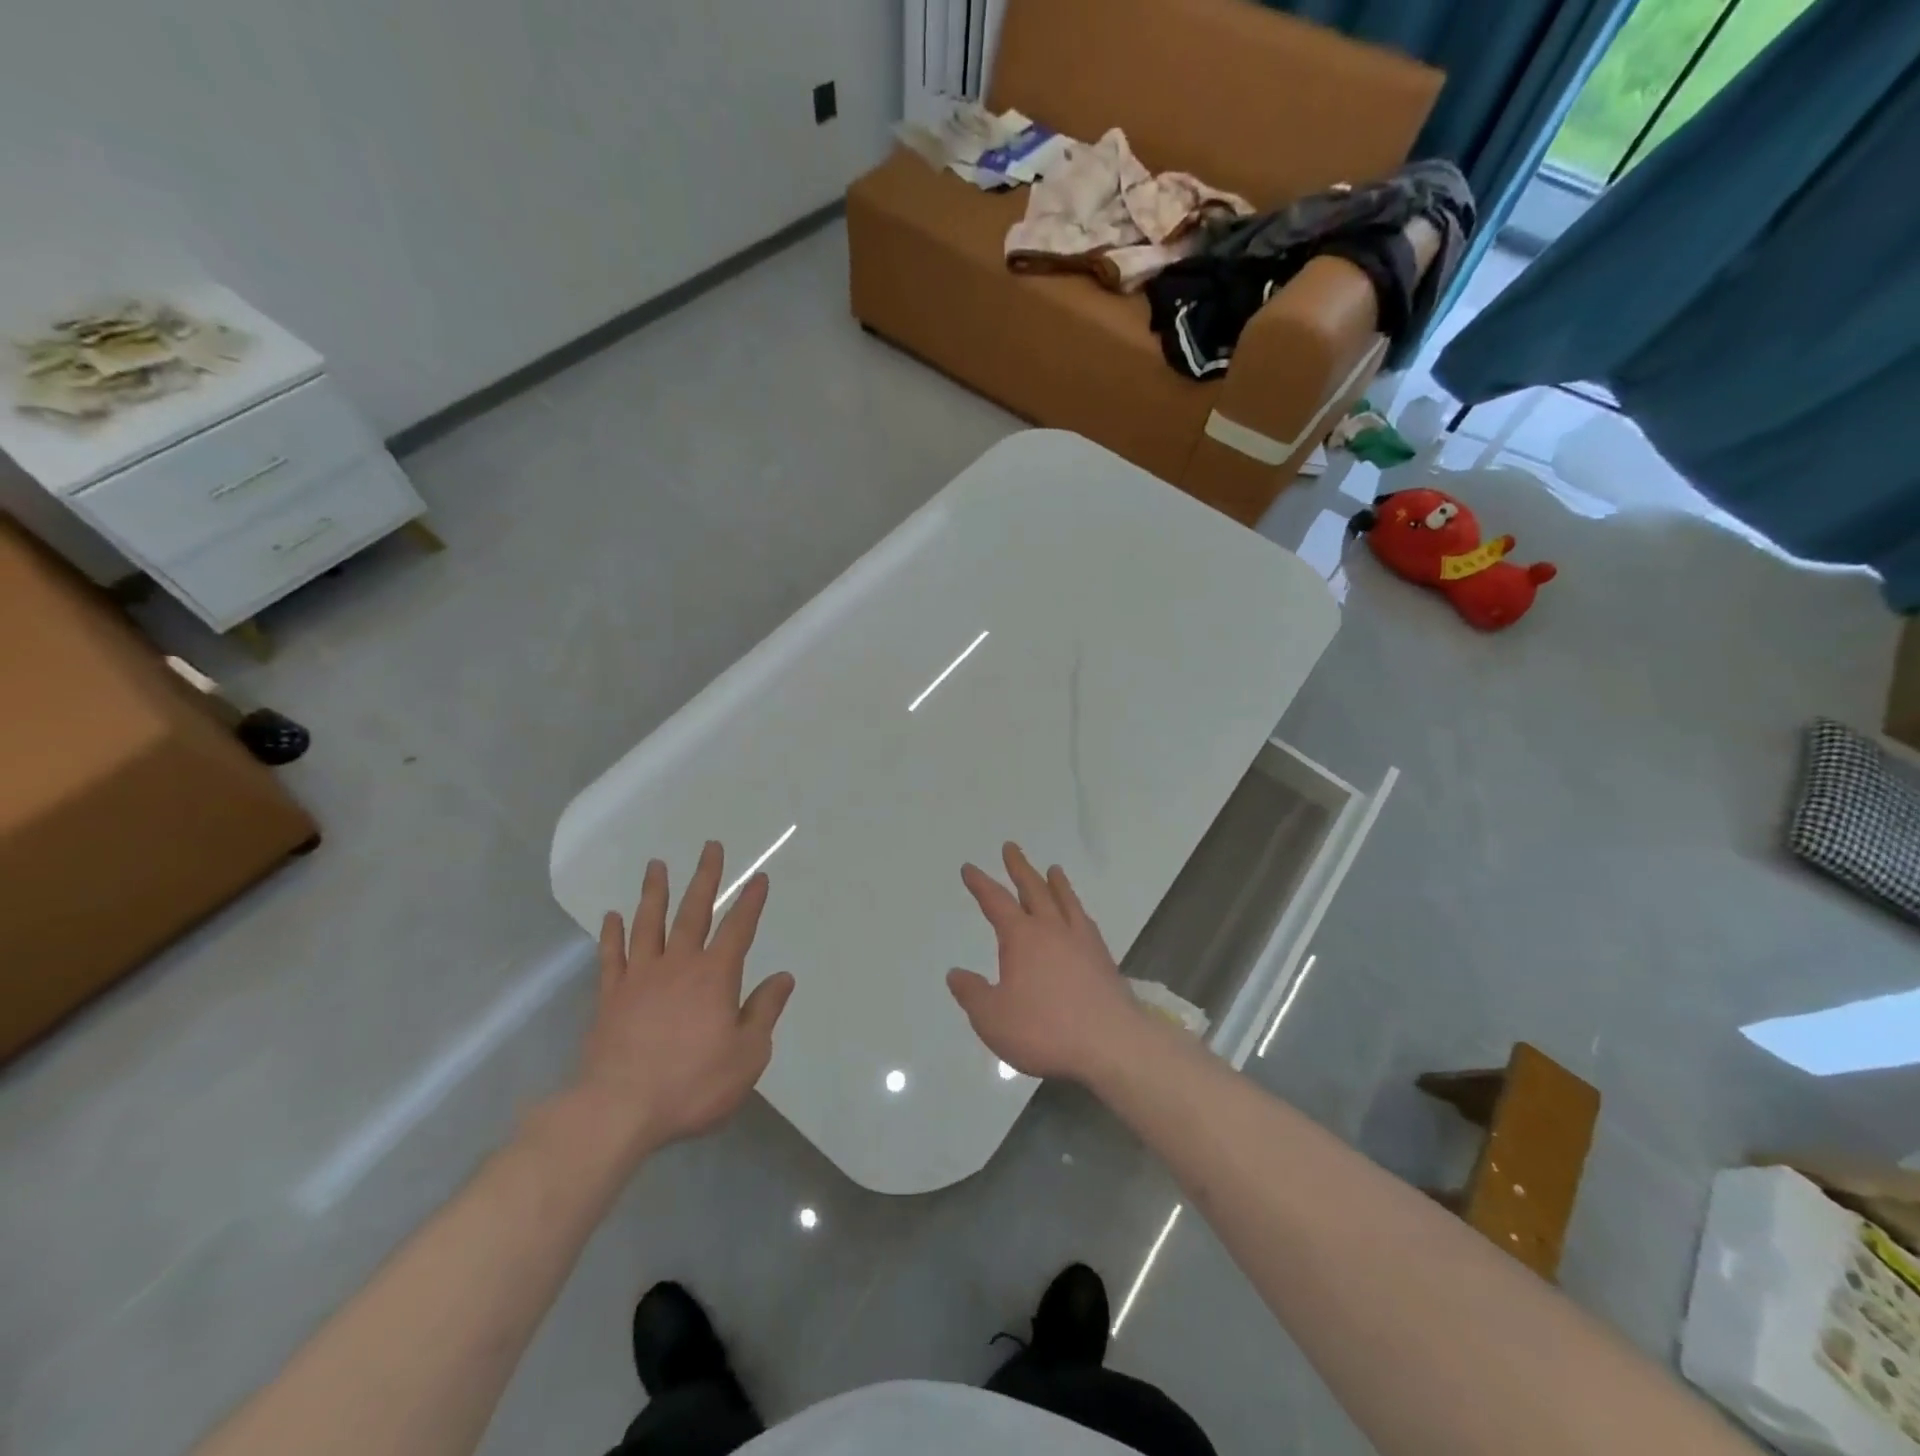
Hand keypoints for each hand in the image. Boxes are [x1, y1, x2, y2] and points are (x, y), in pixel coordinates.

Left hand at [575, 841, 794, 1152]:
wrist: (619, 1110)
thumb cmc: (692, 1084)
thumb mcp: (747, 1054)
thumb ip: (764, 1011)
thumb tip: (783, 977)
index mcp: (715, 976)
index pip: (739, 928)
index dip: (751, 902)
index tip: (759, 878)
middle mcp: (678, 965)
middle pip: (694, 912)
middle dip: (705, 878)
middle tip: (710, 847)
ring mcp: (639, 978)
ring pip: (648, 923)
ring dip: (654, 892)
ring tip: (657, 865)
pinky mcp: (609, 997)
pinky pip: (611, 956)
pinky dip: (612, 933)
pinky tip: (612, 916)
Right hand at [947, 843, 1147, 1083]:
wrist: (1111, 1044)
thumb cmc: (1044, 1030)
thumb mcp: (992, 1018)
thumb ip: (972, 993)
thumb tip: (956, 973)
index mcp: (1022, 938)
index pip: (996, 902)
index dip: (980, 884)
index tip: (969, 868)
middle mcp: (1052, 930)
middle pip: (1034, 890)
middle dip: (1019, 868)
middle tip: (1011, 848)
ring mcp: (1082, 942)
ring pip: (1066, 901)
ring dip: (1056, 883)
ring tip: (1053, 869)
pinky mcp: (1103, 960)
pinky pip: (1086, 922)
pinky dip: (1078, 910)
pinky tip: (1080, 916)